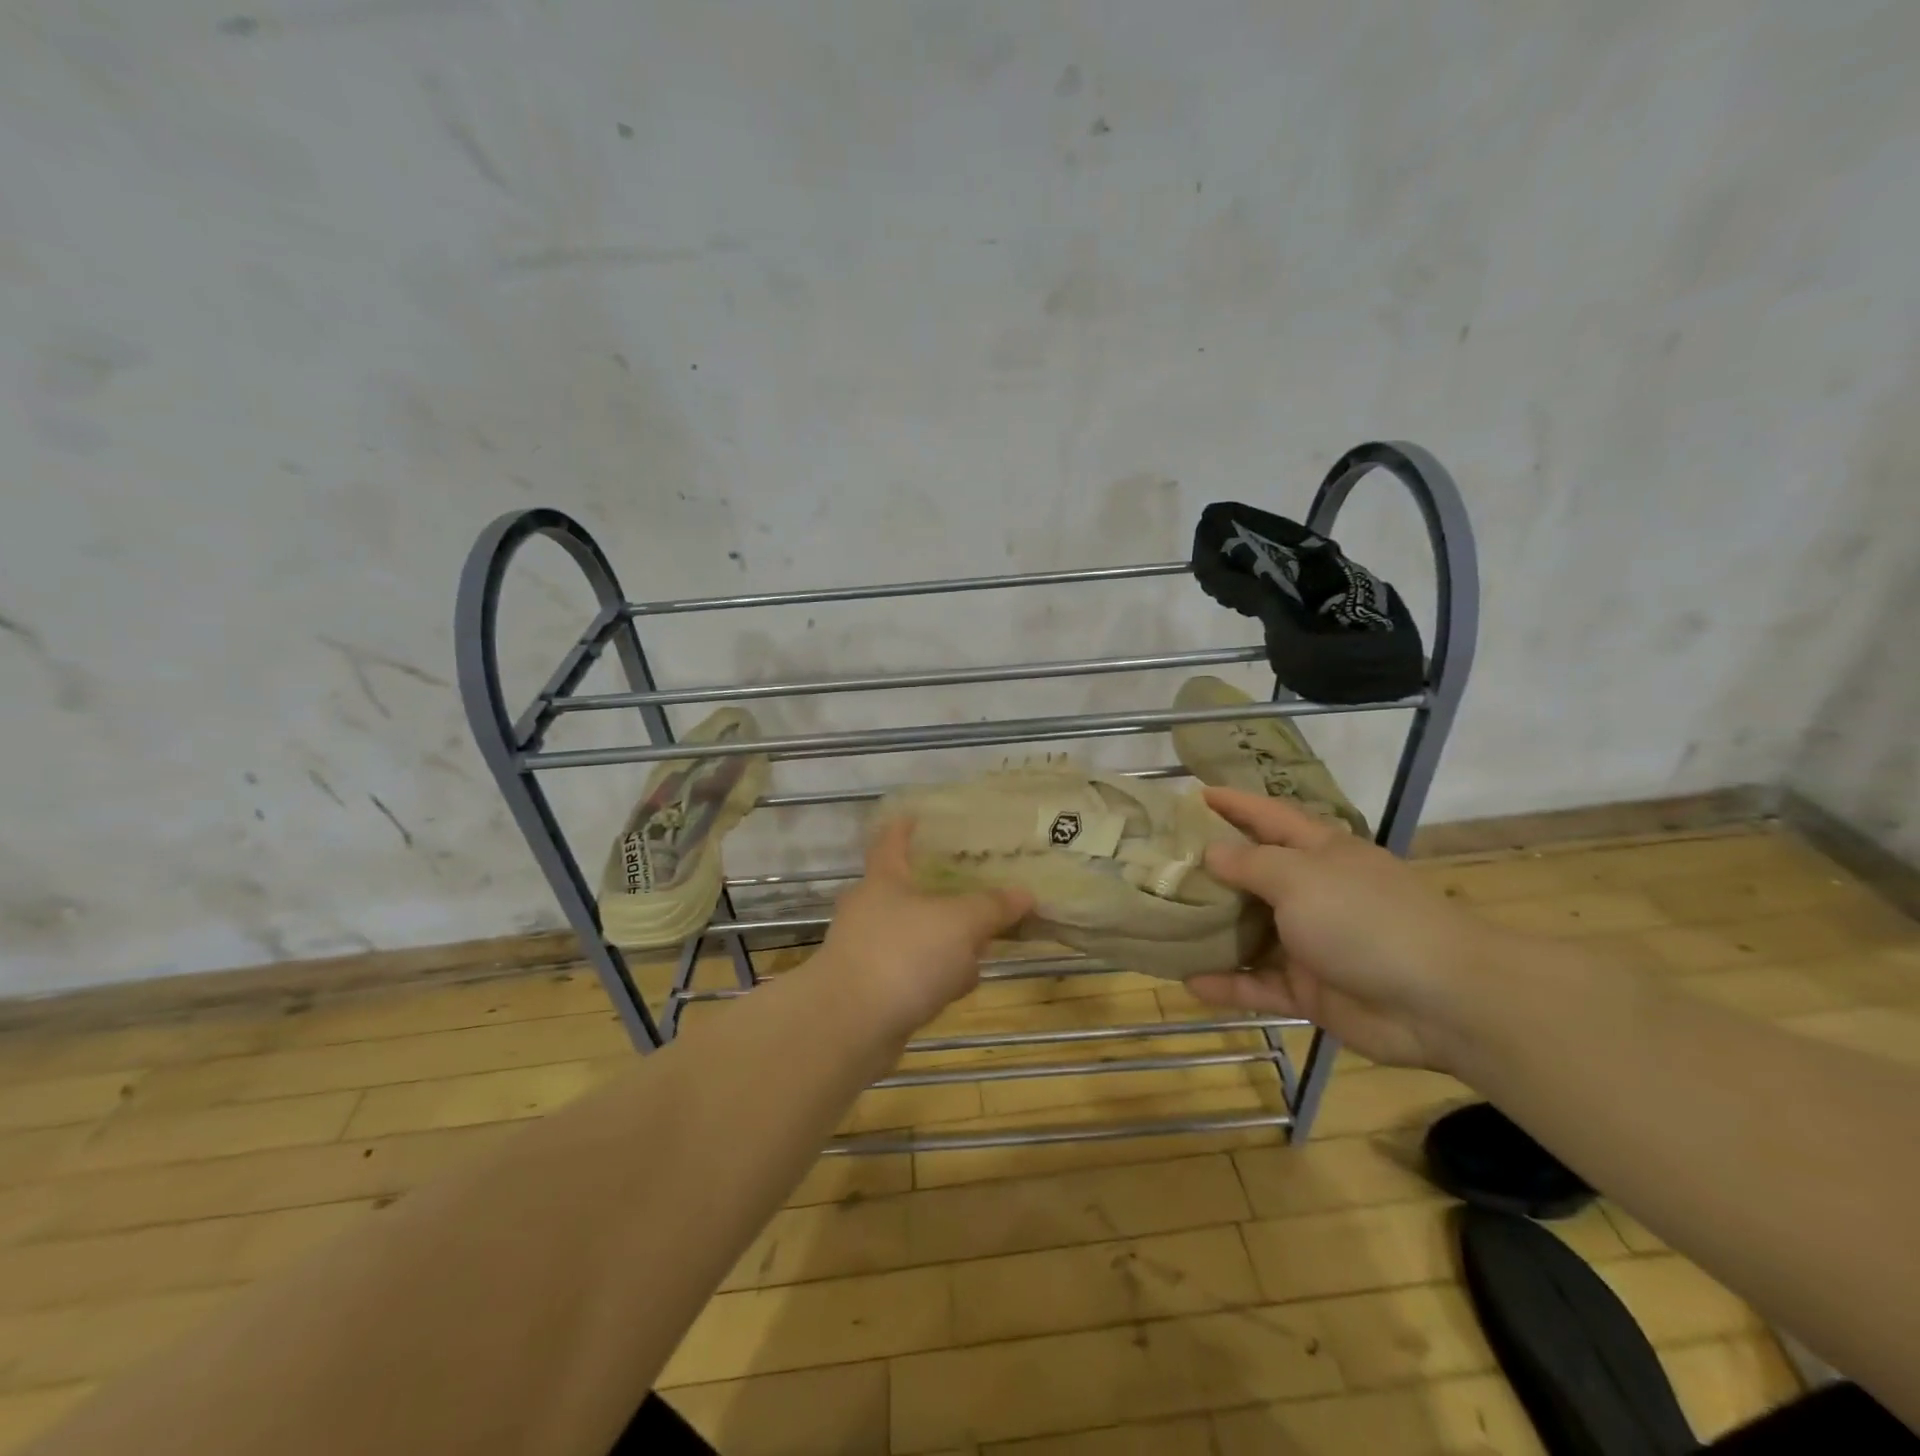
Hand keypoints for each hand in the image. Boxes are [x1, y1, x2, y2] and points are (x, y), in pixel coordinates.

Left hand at [817, 818, 1032, 1039]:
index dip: (905, 827)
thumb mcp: (960, 923)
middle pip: (909, 891)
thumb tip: (1024, 894)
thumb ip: (992, 907)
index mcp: (884, 880)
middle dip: (944, 895)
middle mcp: (870, 910)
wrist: (849, 1028)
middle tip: (979, 891)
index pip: (892, 841)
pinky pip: (911, 973)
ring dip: (945, 942)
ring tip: (982, 948)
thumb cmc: (903, 955)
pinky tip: (958, 989)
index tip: (917, 815)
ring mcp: (867, 951)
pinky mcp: (871, 990)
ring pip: (915, 936)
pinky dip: (934, 976)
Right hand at [1183, 787, 1503, 1070]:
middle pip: (1252, 875)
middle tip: (1158, 866)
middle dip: (1210, 871)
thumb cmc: (1364, 918)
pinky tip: (1189, 981)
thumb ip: (1251, 864)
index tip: (1195, 794)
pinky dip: (1228, 984)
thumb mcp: (1300, 877)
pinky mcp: (1310, 990)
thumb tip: (1211, 852)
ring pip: (1249, 933)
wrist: (1439, 1000)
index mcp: (1319, 852)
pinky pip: (1258, 984)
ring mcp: (1311, 942)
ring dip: (1211, 931)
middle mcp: (1313, 892)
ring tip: (1162, 923)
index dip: (1234, 803)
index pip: (1268, 817)